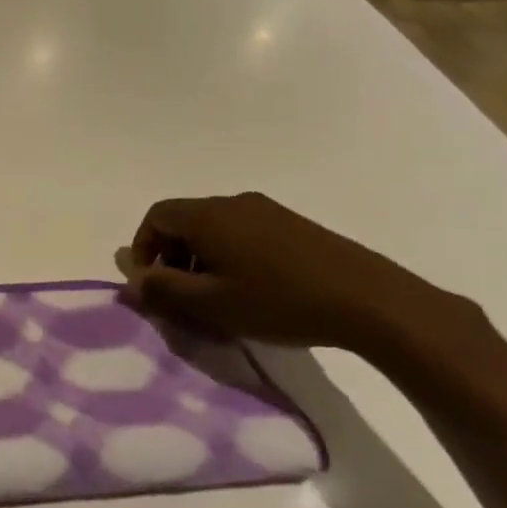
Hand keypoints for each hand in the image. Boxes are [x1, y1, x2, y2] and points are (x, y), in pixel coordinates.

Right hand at [117, 192, 477, 358]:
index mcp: (209, 215)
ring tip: (217, 297)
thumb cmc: (279, 301)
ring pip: (215, 228)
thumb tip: (134, 280)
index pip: (156, 216)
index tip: (151, 283)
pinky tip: (252, 290)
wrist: (372, 302)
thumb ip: (164, 290)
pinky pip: (244, 233)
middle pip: (185, 221)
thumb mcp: (211, 304)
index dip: (143, 247)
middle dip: (172, 256)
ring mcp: (268, 211)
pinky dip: (231, 256)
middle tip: (181, 295)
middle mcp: (234, 203)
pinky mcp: (295, 226)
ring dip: (202, 259)